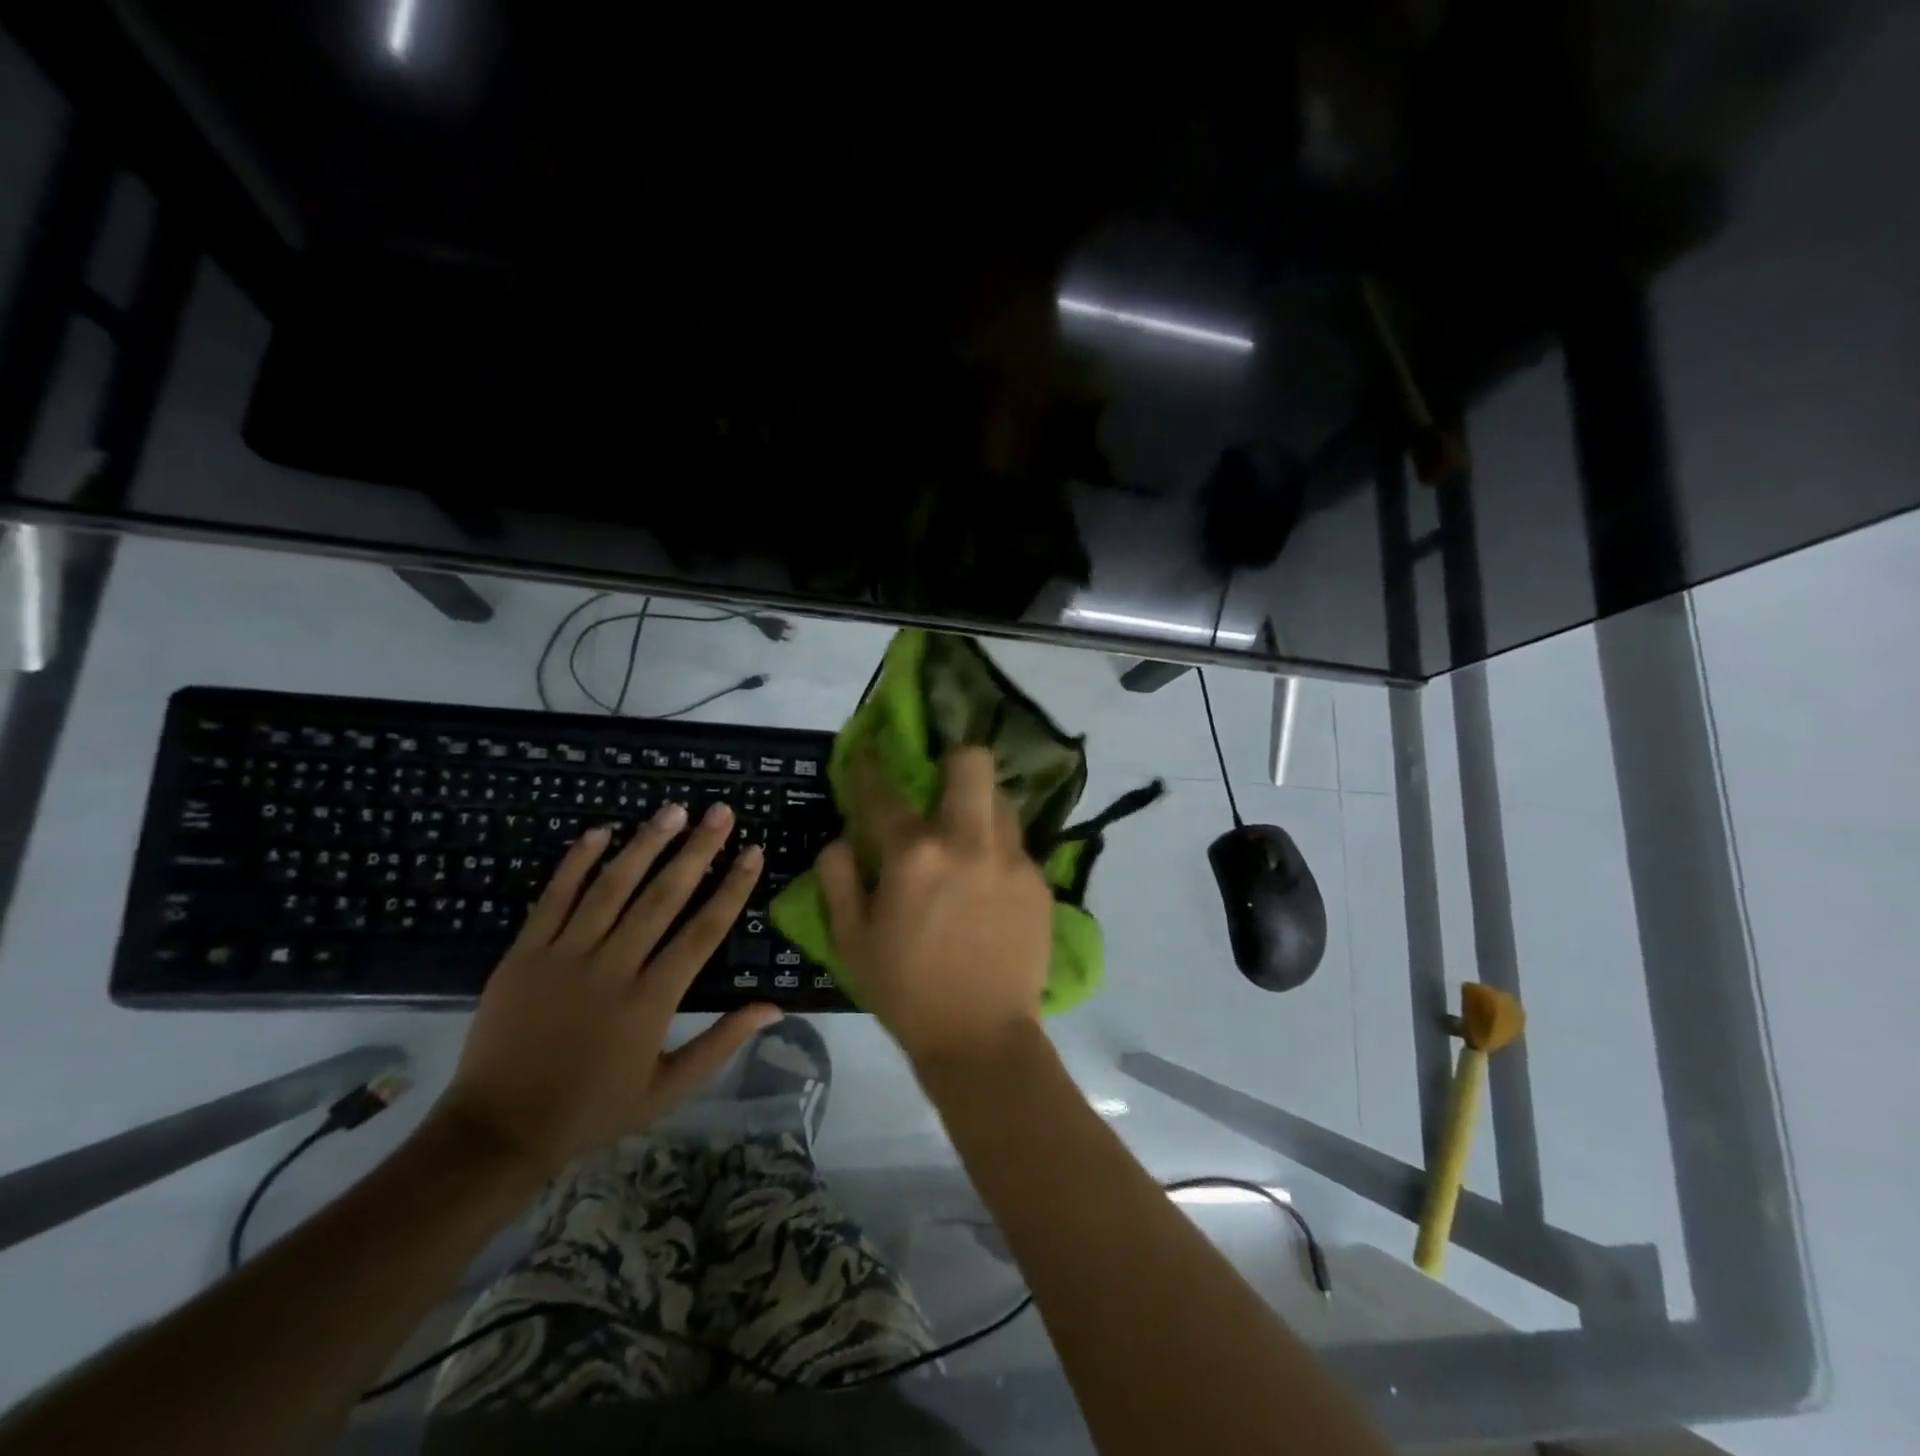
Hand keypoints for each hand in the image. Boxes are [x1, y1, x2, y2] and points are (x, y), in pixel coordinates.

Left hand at [433, 803, 781, 1175]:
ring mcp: (564, 957)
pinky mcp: (525, 954)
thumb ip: (722, 1043)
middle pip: (663, 897)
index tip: (753, 852)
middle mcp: (612, 968)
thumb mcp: (669, 1089)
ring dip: (645, 844)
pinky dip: (577, 862)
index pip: (703, 932)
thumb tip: (774, 1008)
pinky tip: (600, 832)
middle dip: (697, 850)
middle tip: (720, 812)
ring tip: (673, 810)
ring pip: (612, 888)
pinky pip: (554, 898)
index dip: (732, 889)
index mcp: (651, 1001)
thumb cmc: (593, 1109)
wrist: (497, 1131)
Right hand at [816, 747, 1051, 1067]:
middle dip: (953, 758)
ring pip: (1002, 800)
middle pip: (973, 762)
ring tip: (967, 835)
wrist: (982, 1038)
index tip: (869, 749)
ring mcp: (1012, 859)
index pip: (885, 790)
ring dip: (980, 806)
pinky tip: (988, 883)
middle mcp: (968, 841)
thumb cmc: (906, 991)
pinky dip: (997, 850)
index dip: (871, 764)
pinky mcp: (1039, 881)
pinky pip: (1016, 844)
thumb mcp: (851, 941)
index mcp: (914, 855)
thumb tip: (842, 840)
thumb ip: (839, 879)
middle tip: (940, 781)